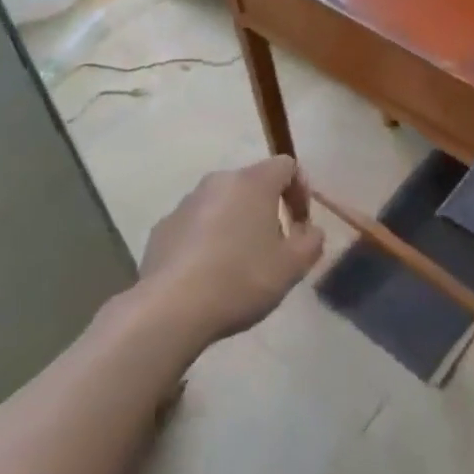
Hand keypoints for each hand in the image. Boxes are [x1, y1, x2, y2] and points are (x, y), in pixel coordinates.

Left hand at [138, 158, 325, 343]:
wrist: (170, 308)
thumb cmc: (240, 279)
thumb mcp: (291, 267)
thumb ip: (311, 243)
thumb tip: (310, 232)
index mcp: (253, 182)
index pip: (286, 165)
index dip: (300, 191)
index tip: (301, 225)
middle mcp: (219, 181)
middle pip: (252, 184)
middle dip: (267, 210)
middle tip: (272, 247)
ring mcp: (186, 202)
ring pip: (222, 204)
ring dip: (235, 223)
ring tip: (238, 264)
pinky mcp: (162, 227)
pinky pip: (195, 225)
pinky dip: (206, 240)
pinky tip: (206, 274)